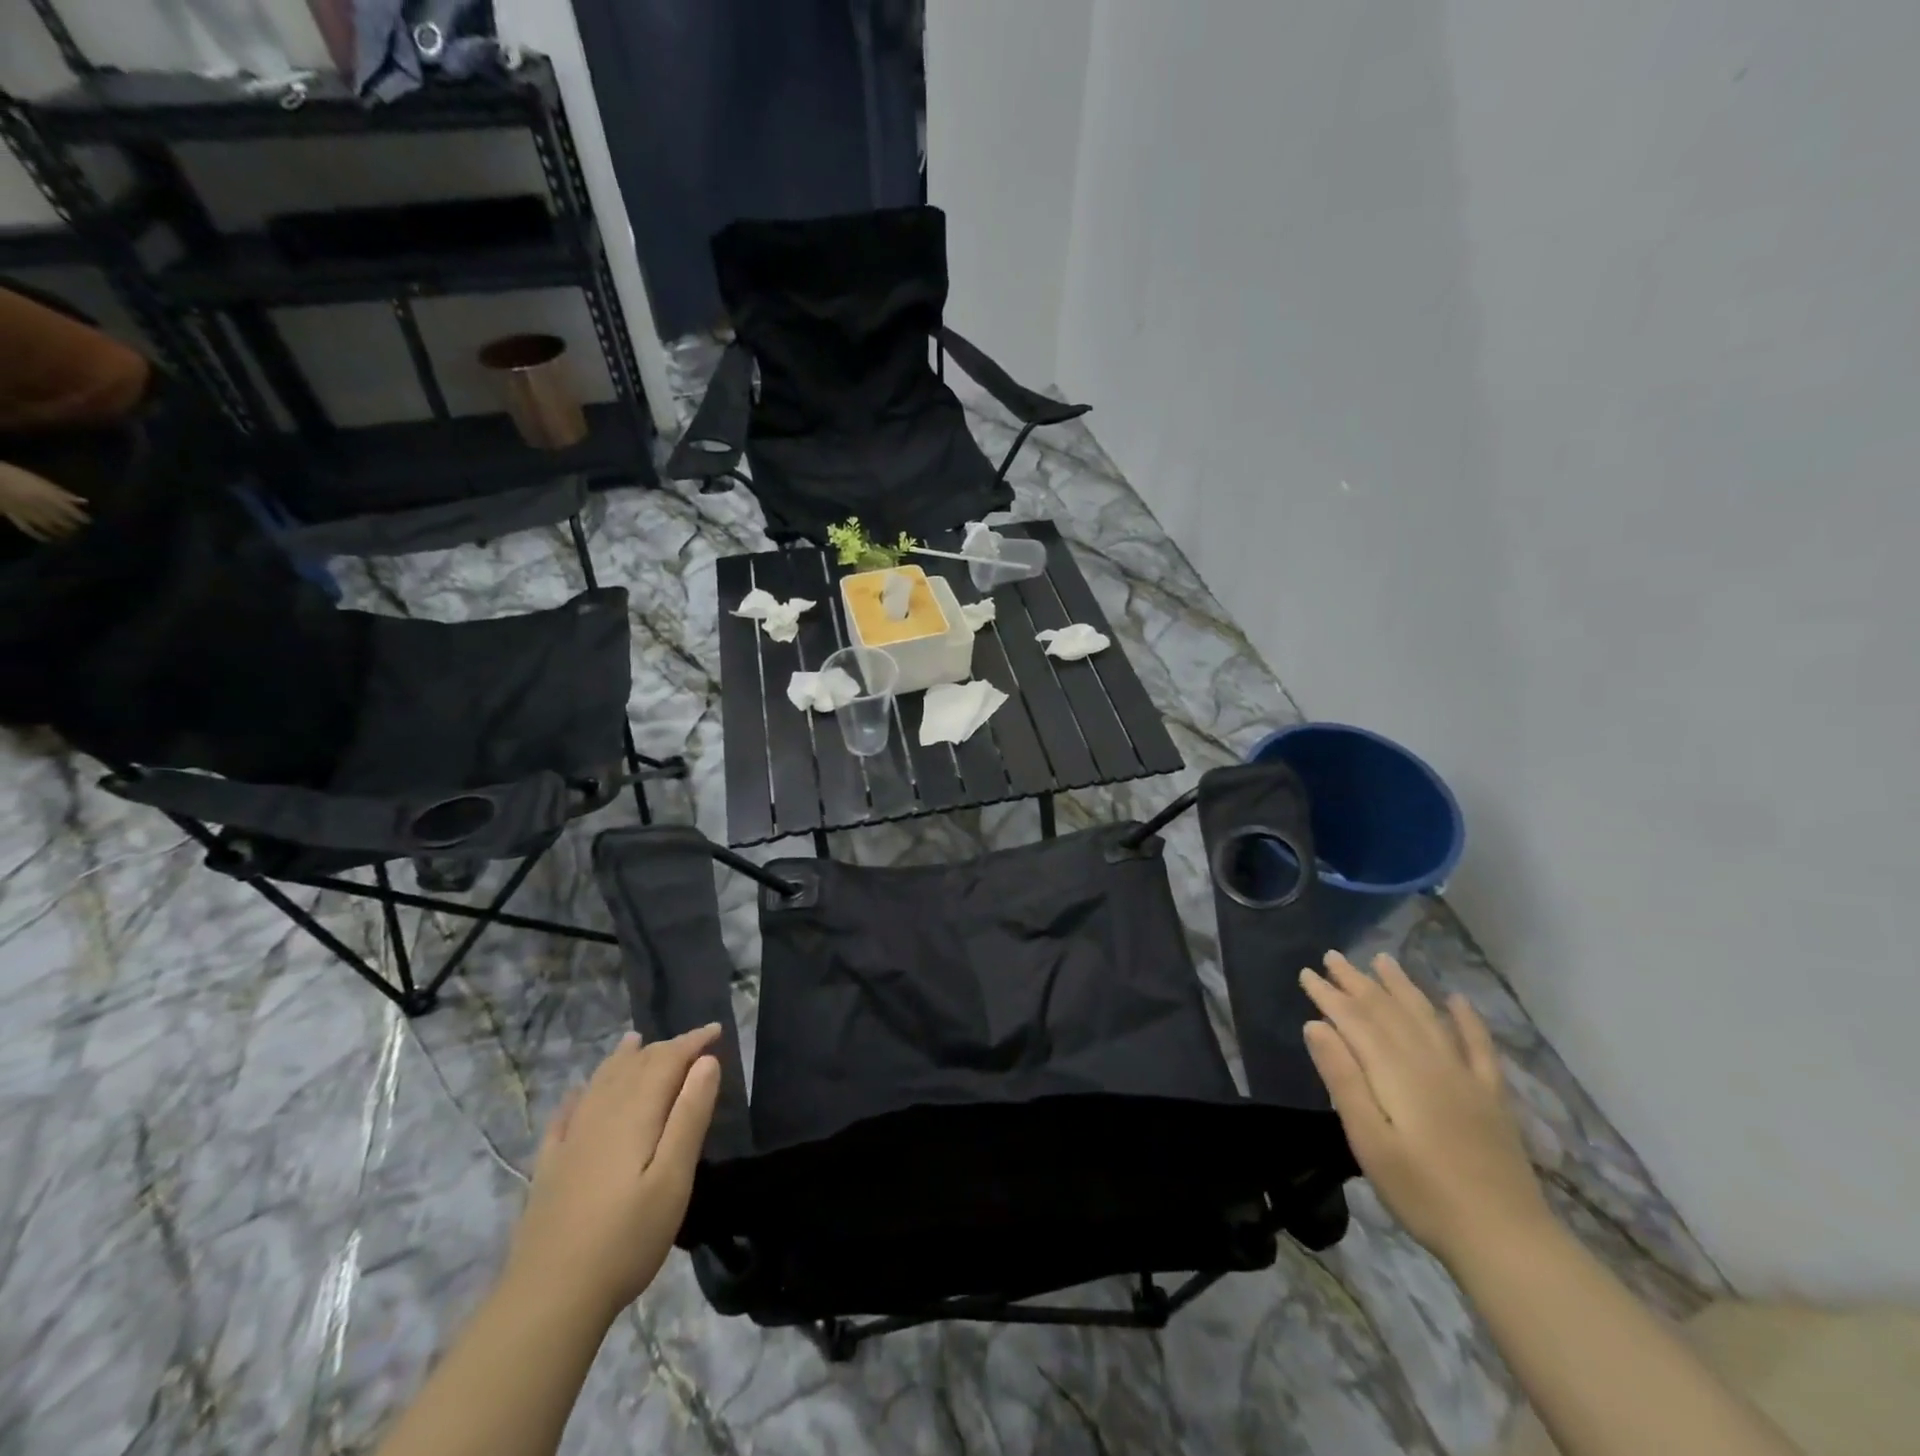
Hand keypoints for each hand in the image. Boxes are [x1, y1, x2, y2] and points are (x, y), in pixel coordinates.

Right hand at [0, 462, 90, 540]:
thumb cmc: (17, 476)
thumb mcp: (42, 482)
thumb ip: (63, 493)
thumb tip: (84, 502)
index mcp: (48, 496)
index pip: (71, 511)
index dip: (82, 518)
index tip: (88, 522)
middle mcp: (39, 506)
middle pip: (61, 520)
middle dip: (73, 526)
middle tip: (79, 530)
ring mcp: (25, 512)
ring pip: (48, 526)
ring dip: (60, 533)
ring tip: (69, 536)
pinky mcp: (12, 515)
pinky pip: (27, 528)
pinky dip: (38, 535)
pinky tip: (47, 540)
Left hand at [505, 1025, 722, 1323]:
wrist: (549, 1298)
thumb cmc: (626, 1238)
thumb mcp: (673, 1178)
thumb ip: (690, 1116)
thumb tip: (706, 1062)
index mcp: (635, 1114)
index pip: (667, 1061)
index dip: (692, 1042)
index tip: (716, 1030)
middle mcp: (601, 1115)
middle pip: (634, 1067)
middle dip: (664, 1048)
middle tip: (691, 1042)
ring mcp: (571, 1141)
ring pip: (600, 1083)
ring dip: (623, 1059)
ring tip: (636, 1042)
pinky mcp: (551, 1168)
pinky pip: (567, 1114)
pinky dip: (581, 1094)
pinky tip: (580, 1093)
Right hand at [1301, 951, 1551, 1268]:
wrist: (1505, 1240)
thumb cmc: (1422, 1193)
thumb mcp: (1368, 1140)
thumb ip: (1343, 1079)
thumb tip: (1316, 1025)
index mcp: (1395, 1072)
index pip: (1354, 1020)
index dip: (1328, 995)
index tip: (1306, 973)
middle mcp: (1429, 1062)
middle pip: (1388, 1011)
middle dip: (1357, 981)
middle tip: (1333, 956)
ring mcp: (1465, 1077)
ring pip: (1427, 1018)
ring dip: (1402, 987)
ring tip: (1382, 960)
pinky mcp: (1491, 1097)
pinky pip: (1479, 1047)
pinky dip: (1467, 1020)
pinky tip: (1457, 1000)